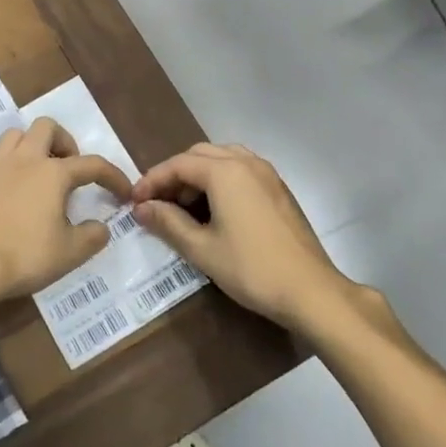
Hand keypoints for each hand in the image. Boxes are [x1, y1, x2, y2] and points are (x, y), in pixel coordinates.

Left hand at [0, 118, 132, 307]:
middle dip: (63, 141)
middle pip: (46, 127)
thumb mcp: (71, 252)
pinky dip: (0, 173)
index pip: (92, 165)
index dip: (113, 176)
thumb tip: (101, 227)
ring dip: (29, 146)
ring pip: (13, 136)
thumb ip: (92, 236)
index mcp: (53, 173)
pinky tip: (5, 191)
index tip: (123, 193)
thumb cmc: (27, 255)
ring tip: (38, 172)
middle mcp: (24, 161)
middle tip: (70, 168)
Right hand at [132, 143, 352, 331]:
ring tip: (183, 205)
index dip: (152, 181)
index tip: (134, 201)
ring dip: (197, 175)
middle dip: (174, 175)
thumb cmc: (252, 269)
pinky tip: (213, 208)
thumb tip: (142, 208)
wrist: (311, 291)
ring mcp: (266, 173)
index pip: (178, 165)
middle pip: (199, 156)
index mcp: (225, 171)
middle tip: (156, 203)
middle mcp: (246, 162)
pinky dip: (219, 180)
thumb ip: (168, 223)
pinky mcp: (278, 188)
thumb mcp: (202, 249)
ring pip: (221, 159)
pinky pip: (240, 170)